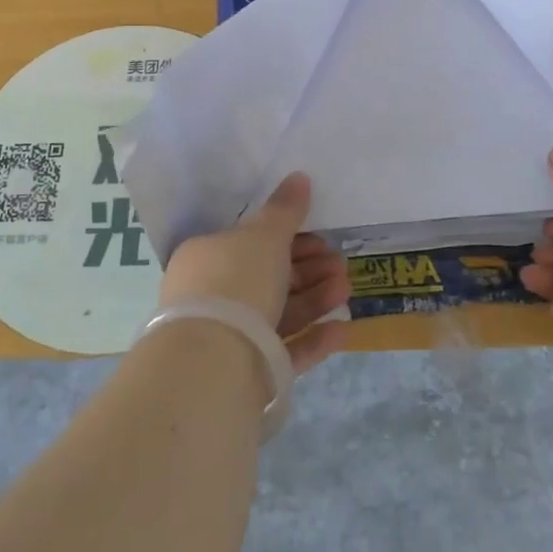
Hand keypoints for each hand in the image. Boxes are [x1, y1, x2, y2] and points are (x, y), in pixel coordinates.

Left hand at [157, 172, 351, 373]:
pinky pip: (283, 351)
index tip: (322, 239)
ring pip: (279, 314)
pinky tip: (342, 330)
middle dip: (309, 270)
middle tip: (340, 265)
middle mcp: (211, 297)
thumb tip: (299, 177)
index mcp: (206, 258)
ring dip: (316, 300)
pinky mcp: (246, 374)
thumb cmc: (236, 282)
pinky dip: (312, 339)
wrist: (213, 362)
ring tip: (346, 291)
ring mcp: (228, 337)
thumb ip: (285, 209)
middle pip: (268, 278)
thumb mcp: (264, 236)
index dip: (290, 238)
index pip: (251, 243)